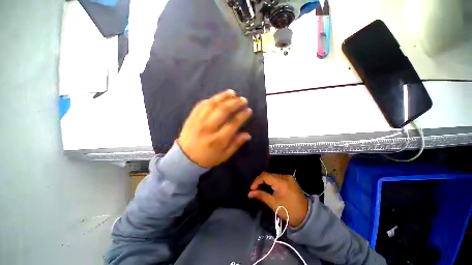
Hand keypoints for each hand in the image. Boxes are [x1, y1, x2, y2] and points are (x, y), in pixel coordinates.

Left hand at [178, 89, 251, 167]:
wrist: (184, 159)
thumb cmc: (207, 158)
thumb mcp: (224, 156)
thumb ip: (236, 144)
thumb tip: (248, 135)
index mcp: (217, 140)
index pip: (233, 124)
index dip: (242, 115)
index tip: (249, 110)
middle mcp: (208, 128)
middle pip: (223, 110)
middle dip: (235, 103)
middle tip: (243, 100)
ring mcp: (198, 121)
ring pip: (212, 104)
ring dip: (223, 96)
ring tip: (232, 93)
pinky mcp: (191, 117)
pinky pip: (201, 104)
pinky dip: (211, 99)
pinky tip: (218, 98)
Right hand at [248, 172, 308, 226]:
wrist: (305, 216)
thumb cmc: (288, 211)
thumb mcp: (273, 203)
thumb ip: (261, 195)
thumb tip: (249, 193)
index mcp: (281, 182)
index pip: (265, 176)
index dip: (257, 181)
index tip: (252, 189)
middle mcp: (285, 176)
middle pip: (269, 175)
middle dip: (261, 181)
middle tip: (255, 189)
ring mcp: (289, 177)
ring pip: (273, 175)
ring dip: (266, 181)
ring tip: (261, 188)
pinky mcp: (290, 180)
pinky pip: (278, 177)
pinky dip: (272, 181)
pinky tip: (269, 187)